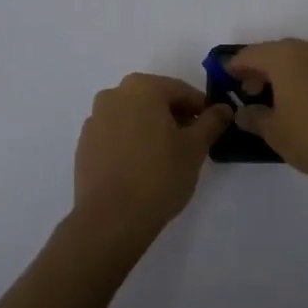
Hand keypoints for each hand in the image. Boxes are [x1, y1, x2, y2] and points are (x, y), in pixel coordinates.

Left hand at [72, 74, 232, 249]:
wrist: (110, 219)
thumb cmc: (159, 176)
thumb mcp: (195, 148)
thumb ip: (212, 122)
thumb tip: (224, 108)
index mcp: (142, 87)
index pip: (181, 91)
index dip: (201, 109)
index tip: (212, 128)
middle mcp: (114, 95)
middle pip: (154, 100)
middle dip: (175, 117)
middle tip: (192, 143)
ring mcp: (94, 120)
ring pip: (133, 117)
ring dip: (151, 129)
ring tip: (166, 158)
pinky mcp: (84, 145)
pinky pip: (115, 135)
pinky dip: (130, 143)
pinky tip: (141, 168)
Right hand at [227, 40, 307, 195]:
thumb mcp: (275, 133)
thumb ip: (254, 118)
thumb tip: (244, 111)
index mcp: (284, 56)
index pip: (249, 55)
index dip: (235, 67)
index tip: (227, 81)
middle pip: (276, 53)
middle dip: (261, 71)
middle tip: (252, 96)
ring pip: (301, 60)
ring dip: (286, 75)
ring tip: (281, 104)